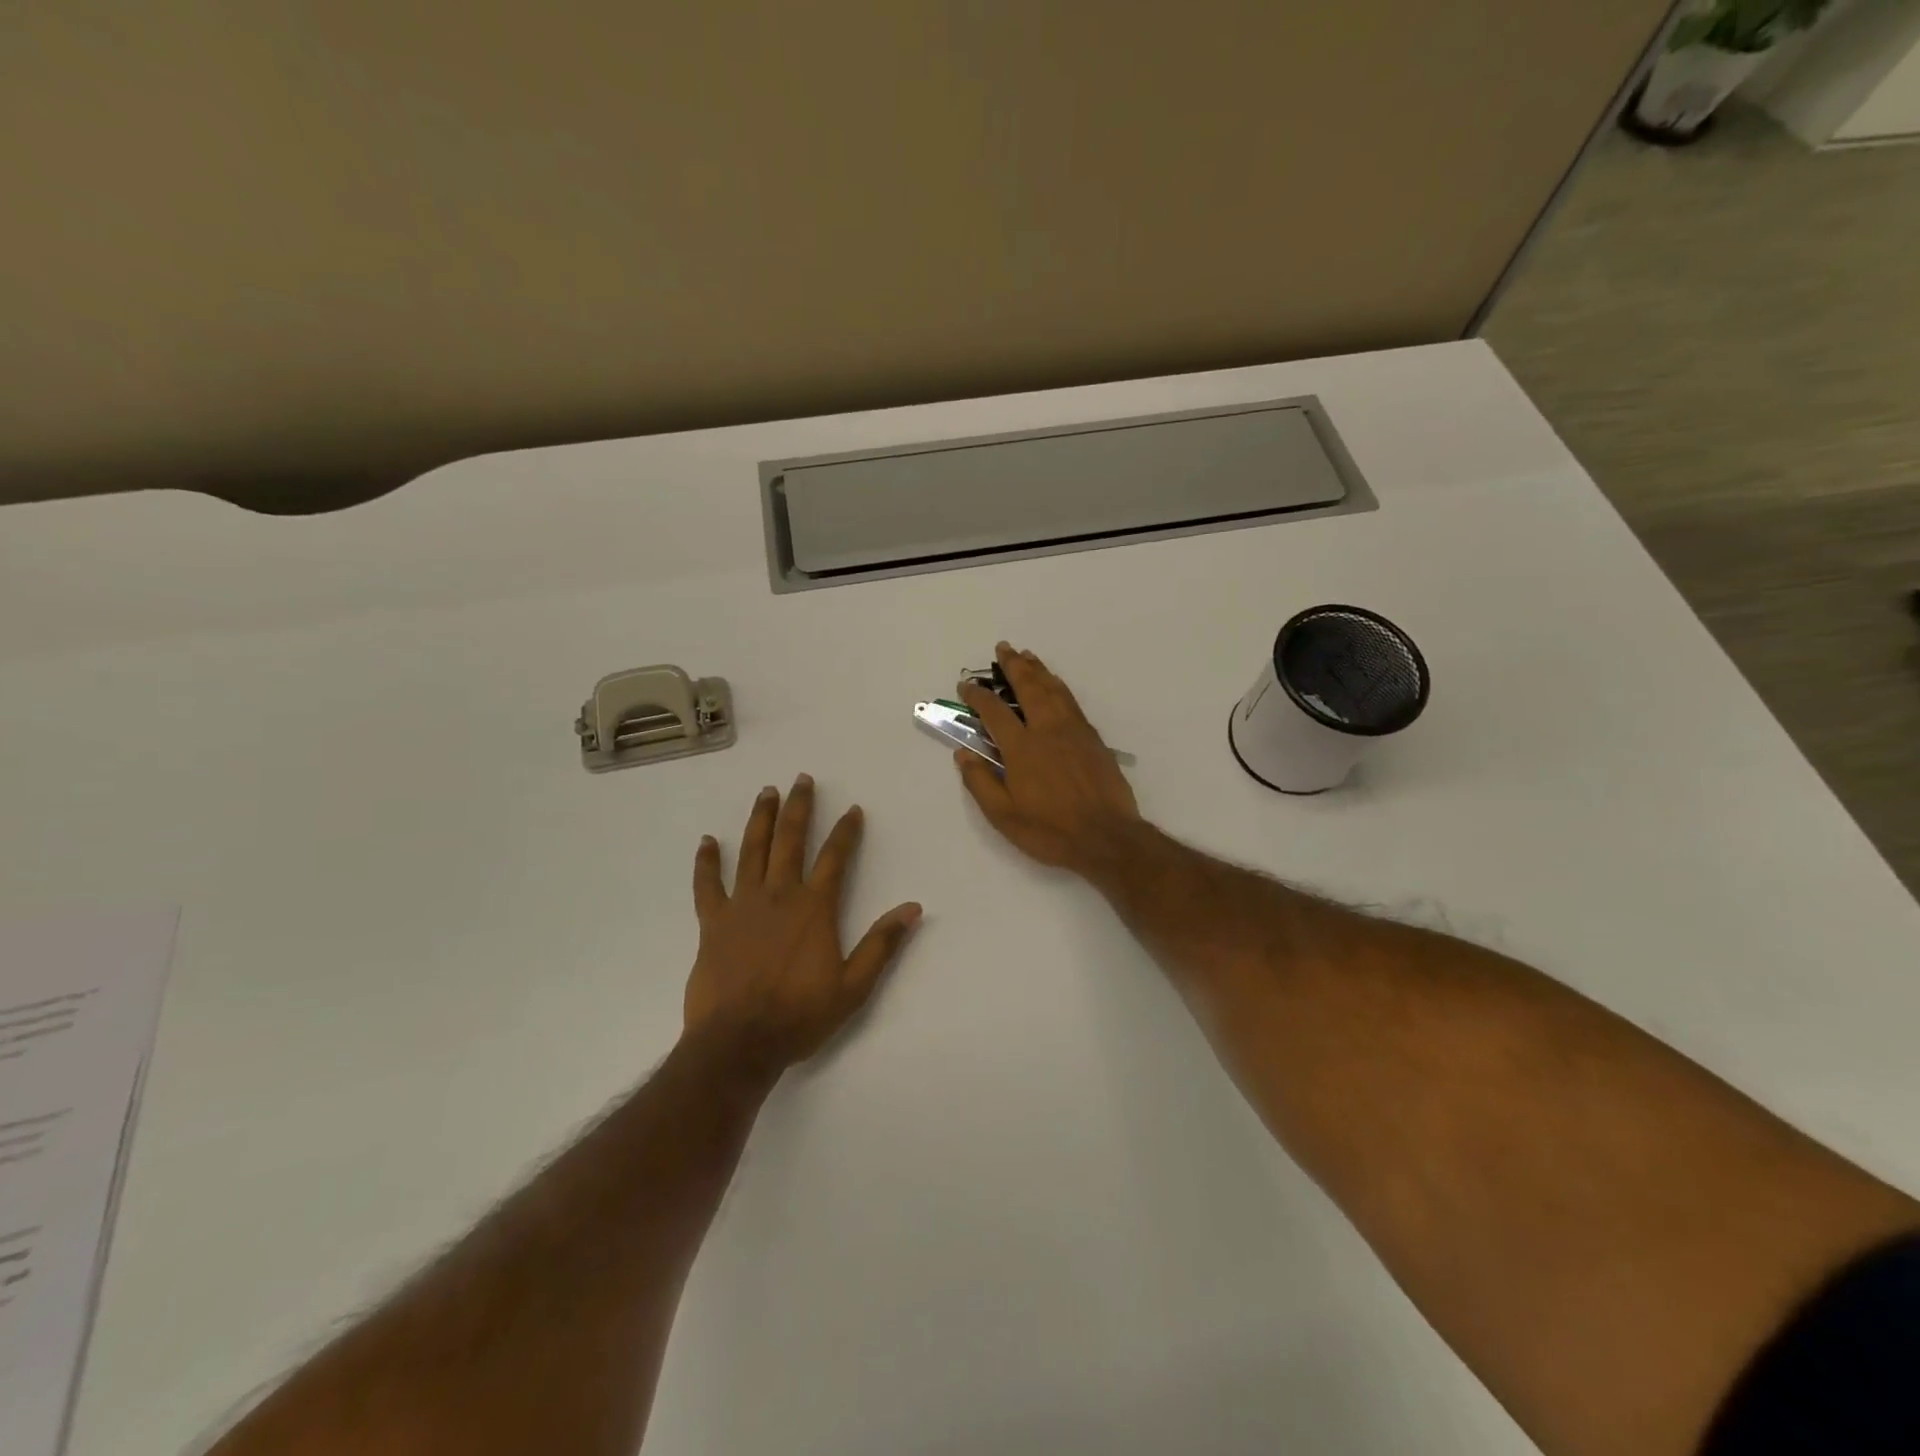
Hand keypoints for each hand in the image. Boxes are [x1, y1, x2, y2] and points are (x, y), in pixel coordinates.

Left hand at [685, 776, 921, 1072]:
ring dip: (761, 819)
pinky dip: (707, 862)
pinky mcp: (713, 922)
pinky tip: (707, 841)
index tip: (853, 809)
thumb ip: (882, 944)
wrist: (739, 1042)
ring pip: (753, 851)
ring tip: (767, 793)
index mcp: (815, 908)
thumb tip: (913, 908)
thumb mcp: (854, 986)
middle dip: (799, 808)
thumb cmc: (800, 1015)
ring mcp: (742, 905)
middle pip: (791, 840)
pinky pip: (708, 885)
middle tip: (802, 779)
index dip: (846, 831)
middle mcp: (780, 895)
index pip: (835, 858)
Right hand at [955, 642, 1142, 876]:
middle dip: (1013, 666)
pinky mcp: (1092, 737)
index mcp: (1022, 748)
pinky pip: (1071, 701)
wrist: (1107, 837)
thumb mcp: (1004, 816)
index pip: (994, 711)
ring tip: (1026, 656)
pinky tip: (1054, 683)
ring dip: (1037, 669)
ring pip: (1053, 689)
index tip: (966, 685)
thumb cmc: (1051, 830)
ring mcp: (1073, 730)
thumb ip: (980, 782)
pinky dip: (1057, 685)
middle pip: (1028, 687)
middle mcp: (1047, 730)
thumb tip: (962, 753)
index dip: (977, 695)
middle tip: (1002, 648)